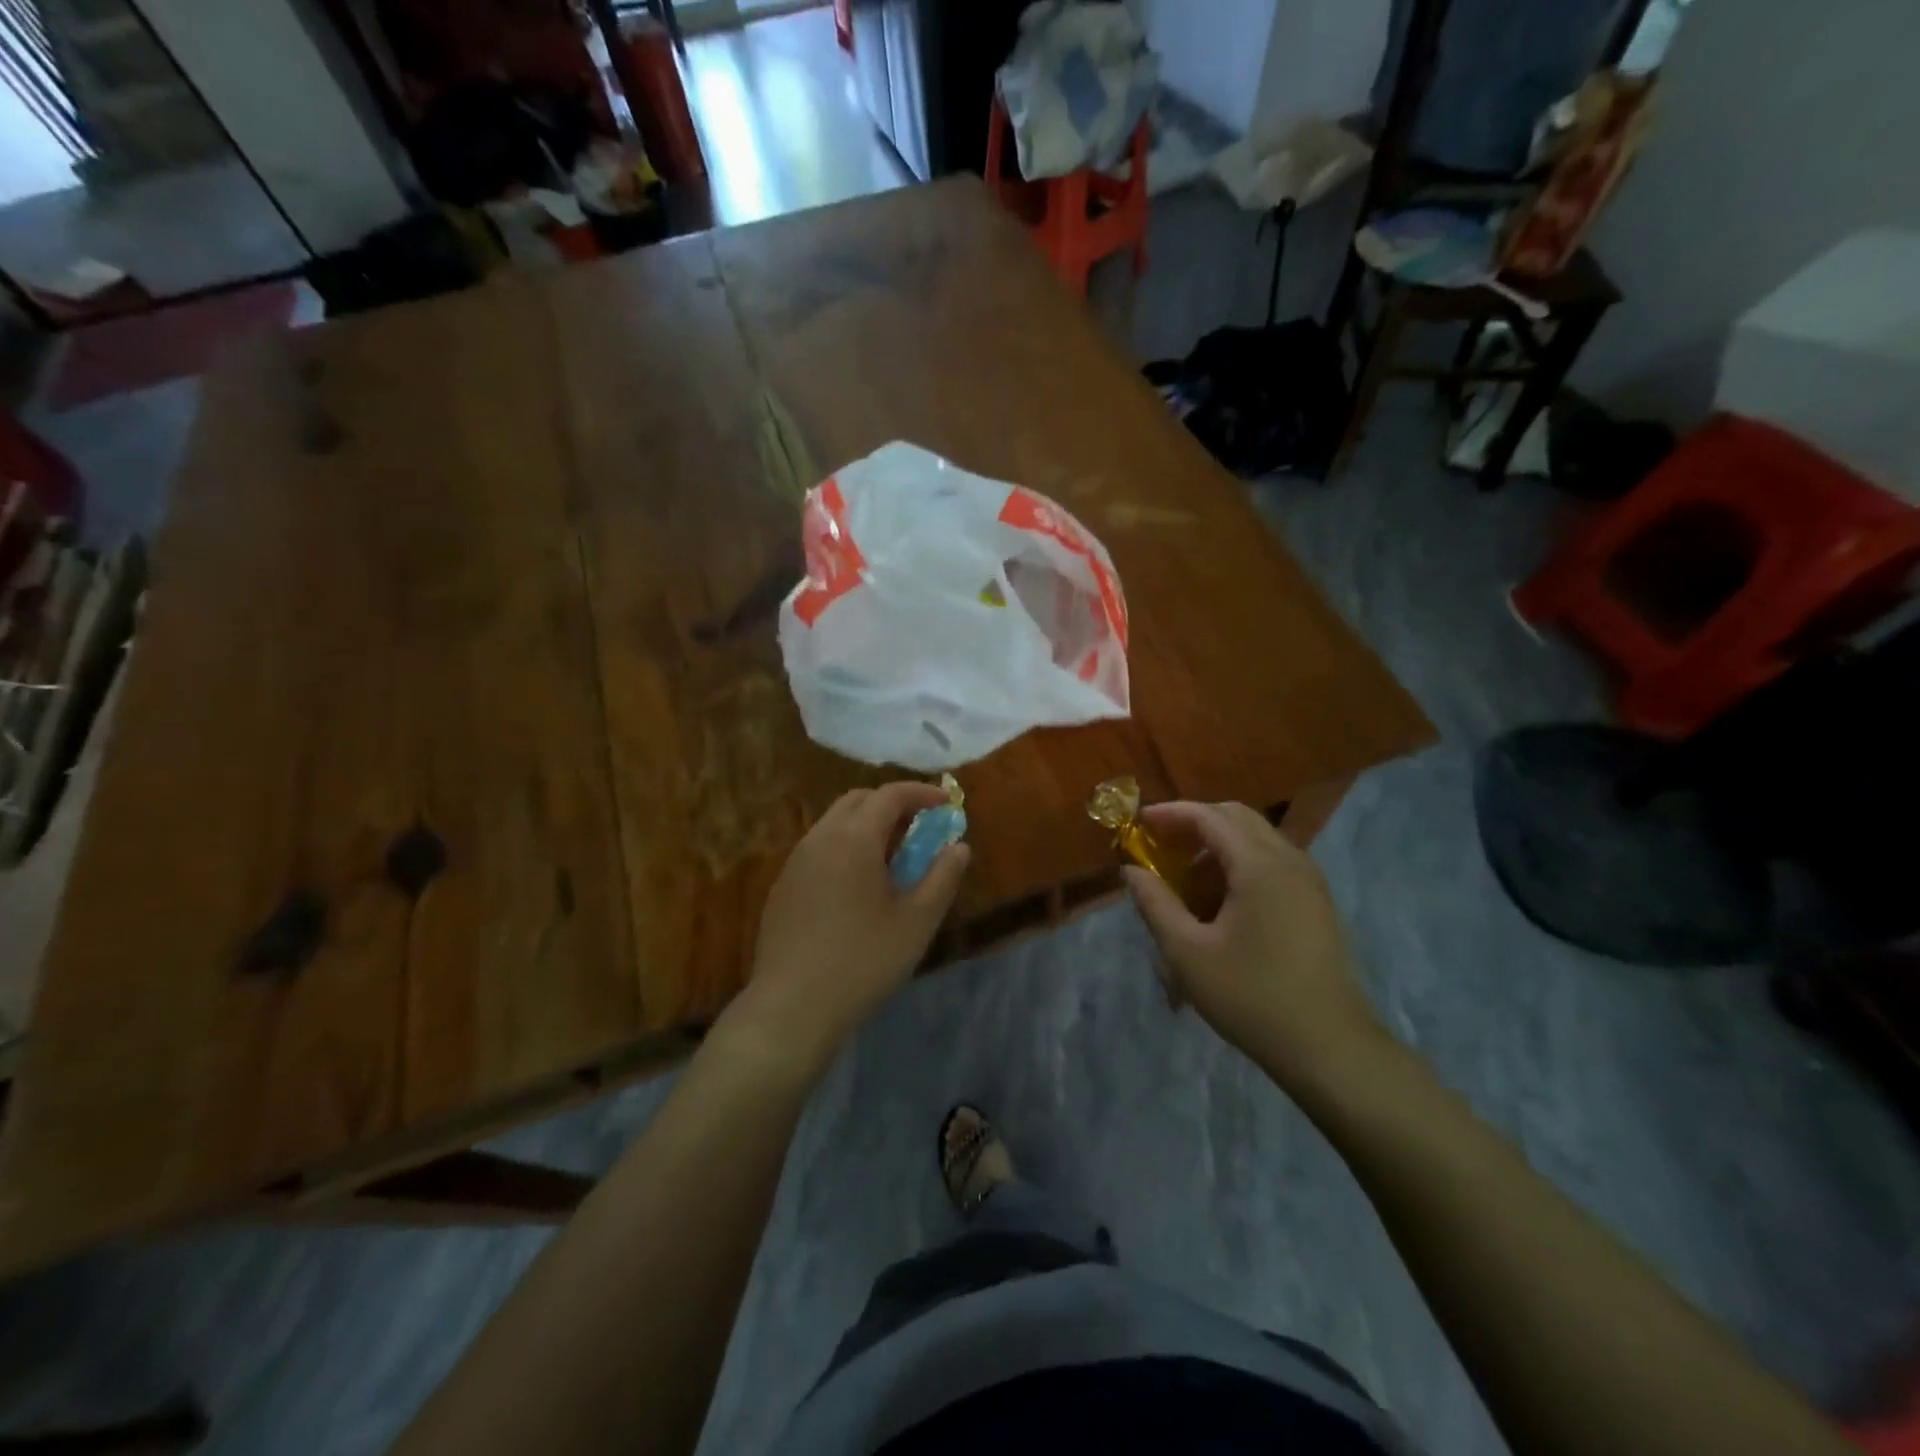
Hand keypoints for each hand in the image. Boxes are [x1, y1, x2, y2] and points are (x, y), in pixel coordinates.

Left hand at [723, 782, 970, 1076]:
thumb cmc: (863, 961)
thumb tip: (959, 847)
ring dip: (866, 826)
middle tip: (919, 828)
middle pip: (858, 801)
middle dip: (892, 804)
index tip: (946, 803)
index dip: (922, 793)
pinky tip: (857, 886)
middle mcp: (820, 838)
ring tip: (891, 858)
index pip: (890, 795)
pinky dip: (844, 847)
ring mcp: (795, 861)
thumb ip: (942, 877)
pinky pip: (818, 848)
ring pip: (834, 823)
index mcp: (854, 838)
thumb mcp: (917, 922)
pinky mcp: (783, 886)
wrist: (792, 1007)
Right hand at [1122, 802, 1384, 1087]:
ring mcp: (1309, 881)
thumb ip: (1155, 903)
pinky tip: (1221, 905)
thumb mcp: (1187, 953)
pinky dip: (1240, 866)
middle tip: (1160, 847)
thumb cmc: (1251, 997)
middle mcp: (1290, 860)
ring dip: (1217, 847)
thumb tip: (1131, 870)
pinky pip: (1272, 863)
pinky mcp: (1316, 903)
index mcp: (1259, 865)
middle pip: (1236, 817)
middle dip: (1194, 824)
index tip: (1138, 823)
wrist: (1330, 1048)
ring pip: (1256, 839)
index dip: (1170, 814)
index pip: (1209, 816)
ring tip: (1186, 883)